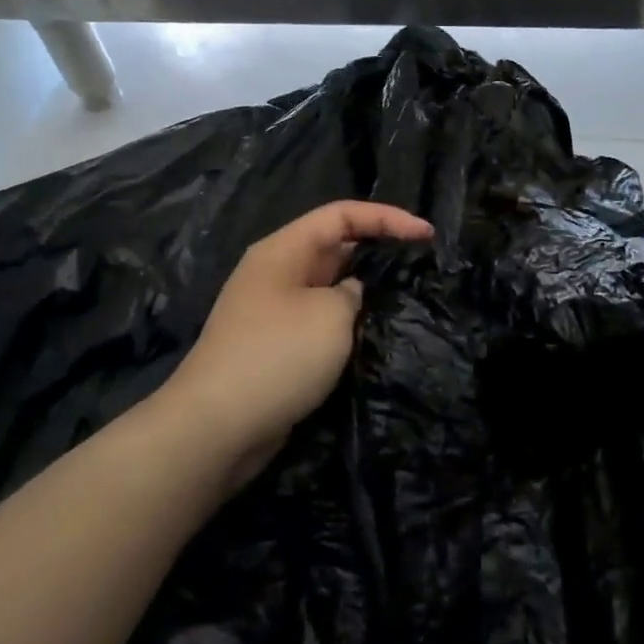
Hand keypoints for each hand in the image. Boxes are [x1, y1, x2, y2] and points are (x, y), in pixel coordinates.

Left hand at [163, 201, 432, 483]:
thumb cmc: (277, 357)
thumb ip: (353, 293)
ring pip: (330, 286)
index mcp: (284, 250)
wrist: (216, 428)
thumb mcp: (331, 315)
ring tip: (406, 298)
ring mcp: (274, 311)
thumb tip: (349, 295)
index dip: (387, 217)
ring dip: (364, 290)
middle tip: (422, 264)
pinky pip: (321, 320)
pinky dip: (348, 322)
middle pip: (335, 246)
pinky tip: (374, 335)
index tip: (427, 235)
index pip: (342, 215)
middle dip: (378, 250)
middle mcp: (277, 273)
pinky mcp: (277, 346)